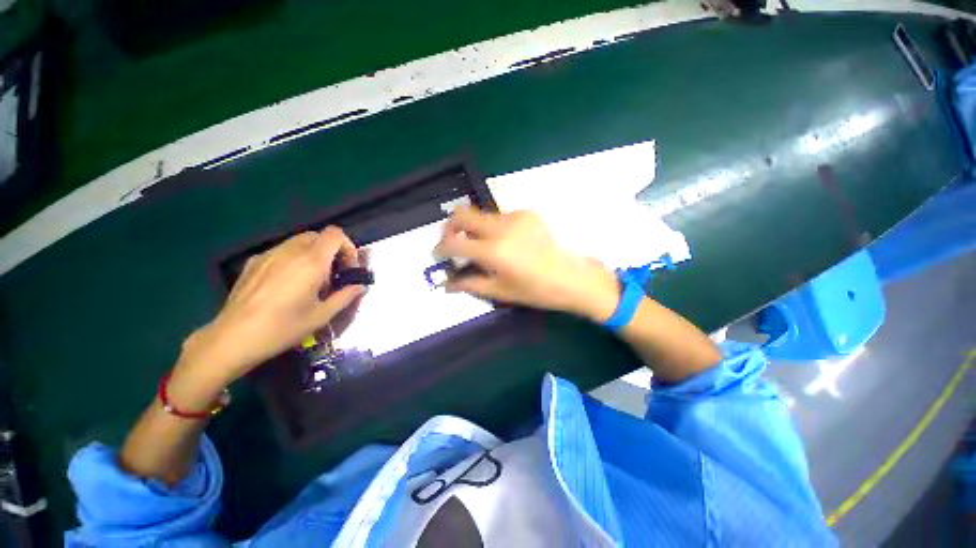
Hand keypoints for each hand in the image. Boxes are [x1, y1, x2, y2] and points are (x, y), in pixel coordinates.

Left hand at [178, 227, 366, 386]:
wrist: (232, 338)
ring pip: (299, 242)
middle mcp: (290, 251)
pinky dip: (294, 259)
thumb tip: (360, 287)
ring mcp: (268, 254)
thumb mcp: (322, 315)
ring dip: (313, 254)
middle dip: (331, 251)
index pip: (335, 234)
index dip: (348, 246)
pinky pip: (281, 251)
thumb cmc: (283, 328)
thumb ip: (345, 296)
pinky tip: (287, 284)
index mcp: (311, 262)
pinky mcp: (253, 262)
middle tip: (332, 276)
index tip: (348, 267)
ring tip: (310, 281)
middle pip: (318, 236)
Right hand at [434, 207, 619, 321]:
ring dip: (474, 229)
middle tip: (453, 243)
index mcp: (494, 251)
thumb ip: (470, 284)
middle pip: (463, 213)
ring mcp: (516, 216)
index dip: (440, 248)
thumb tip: (447, 284)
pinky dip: (493, 228)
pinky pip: (500, 217)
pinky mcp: (527, 213)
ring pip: (481, 215)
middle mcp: (502, 227)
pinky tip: (504, 243)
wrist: (573, 278)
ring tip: (482, 247)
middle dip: (450, 227)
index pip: (454, 242)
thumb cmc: (537, 290)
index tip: (438, 254)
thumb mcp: (500, 291)